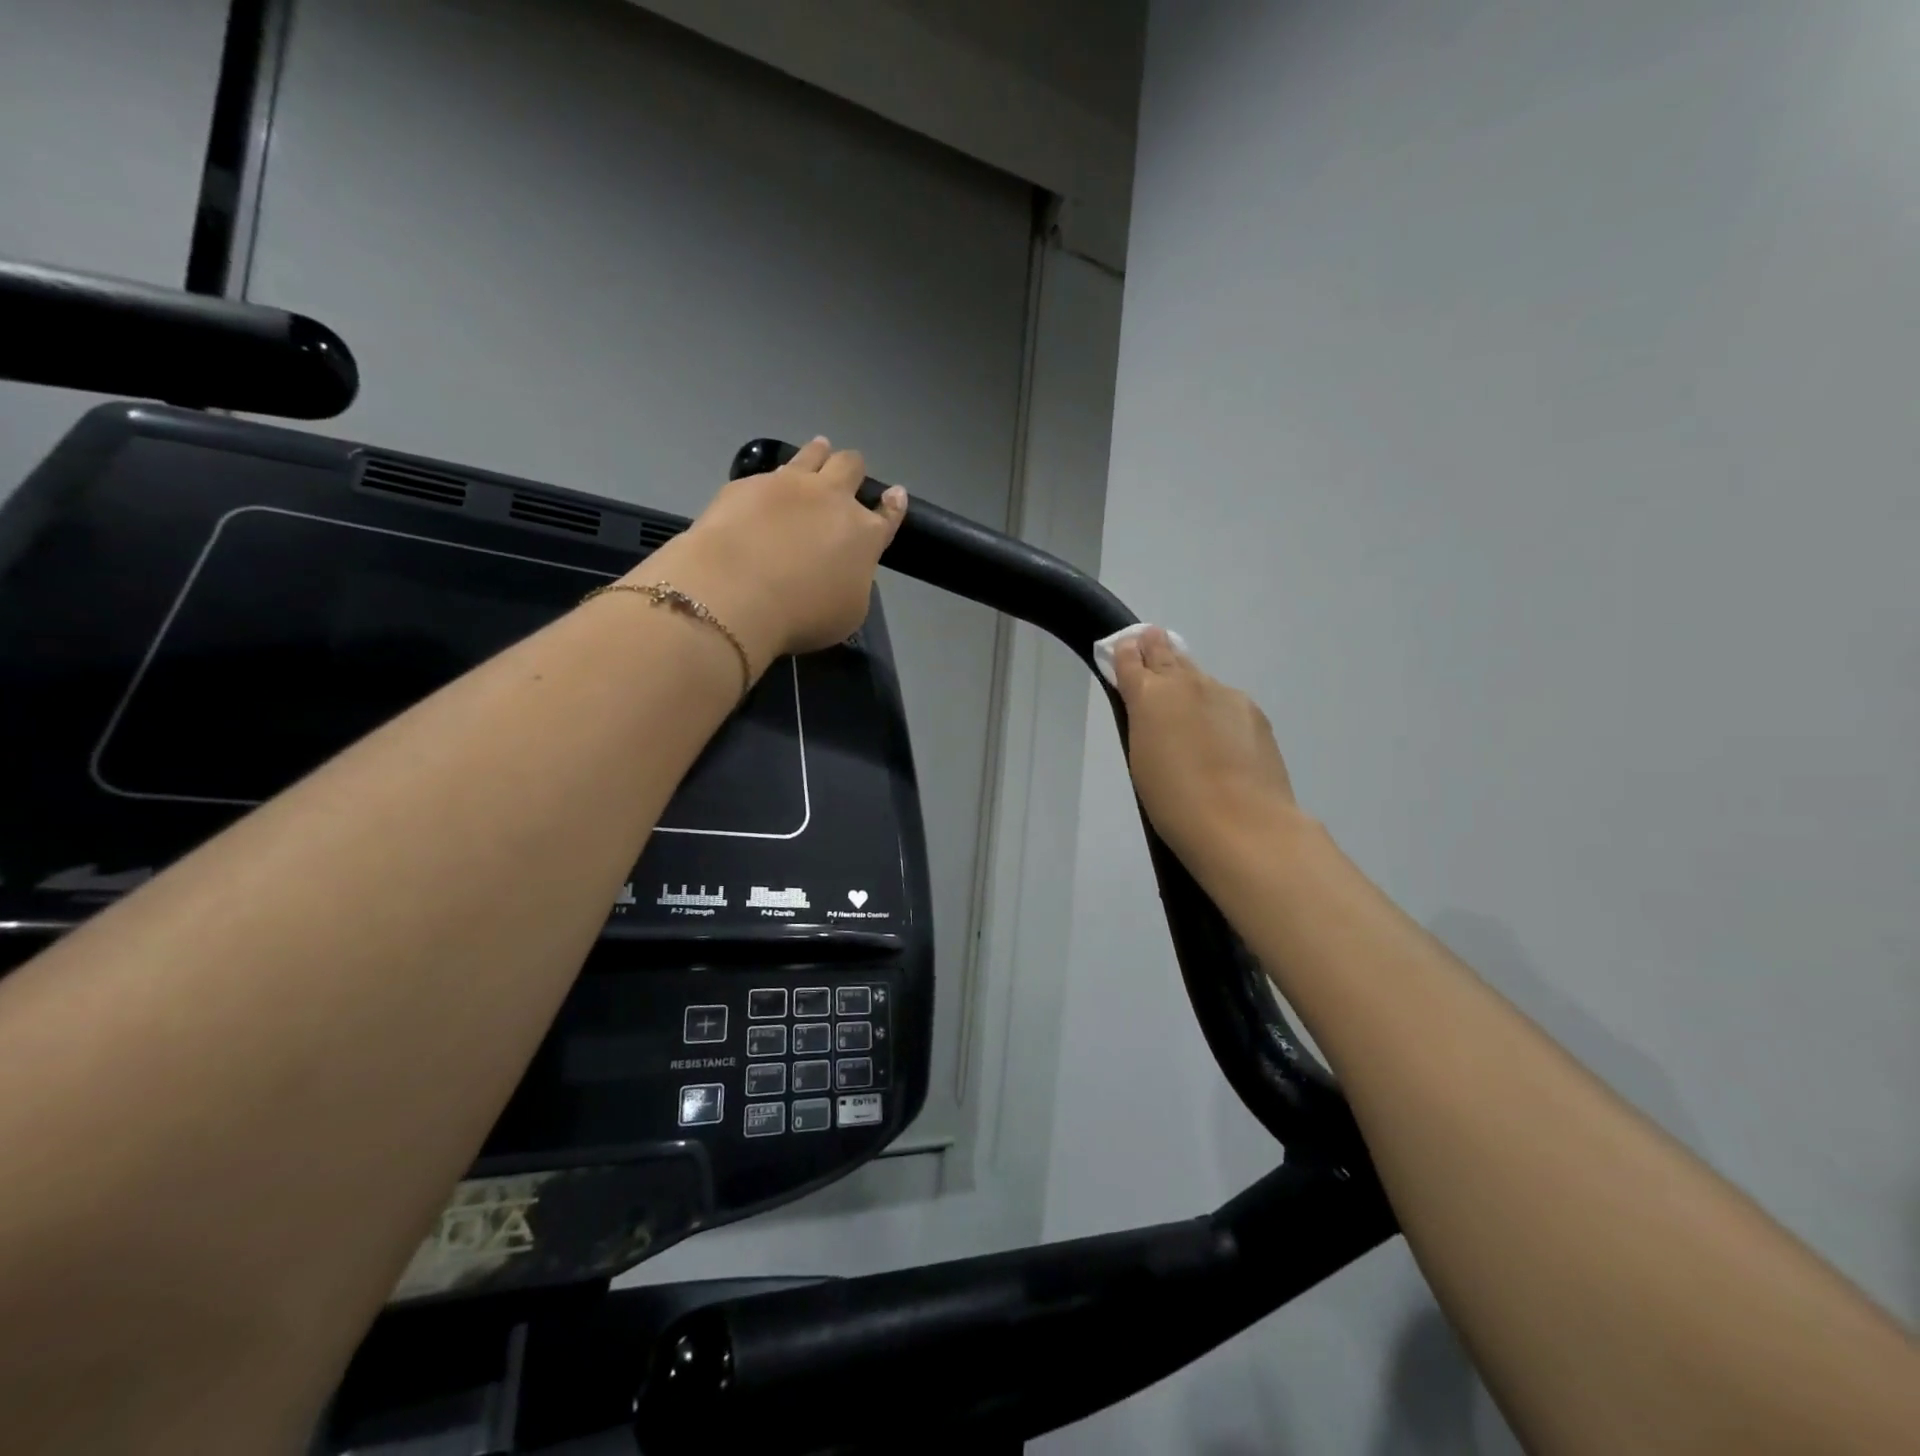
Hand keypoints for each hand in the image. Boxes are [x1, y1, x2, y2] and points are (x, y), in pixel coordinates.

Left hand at [637, 437, 906, 674]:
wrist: (736, 593)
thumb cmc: (803, 615)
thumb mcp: (847, 612)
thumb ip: (852, 581)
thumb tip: (842, 568)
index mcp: (864, 535)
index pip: (887, 514)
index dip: (893, 504)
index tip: (895, 494)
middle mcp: (832, 499)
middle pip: (851, 467)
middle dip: (854, 470)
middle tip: (848, 474)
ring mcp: (788, 485)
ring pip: (812, 454)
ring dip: (819, 453)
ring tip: (819, 449)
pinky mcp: (747, 485)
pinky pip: (767, 474)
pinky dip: (772, 481)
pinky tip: (765, 491)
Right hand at [1112, 627, 1301, 875]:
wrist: (1242, 824)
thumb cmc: (1174, 801)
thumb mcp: (1142, 759)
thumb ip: (1145, 723)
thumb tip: (1152, 707)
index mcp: (1150, 695)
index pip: (1131, 660)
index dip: (1125, 653)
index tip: (1124, 646)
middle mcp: (1188, 684)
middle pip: (1167, 653)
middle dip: (1155, 647)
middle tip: (1150, 640)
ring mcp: (1226, 695)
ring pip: (1200, 678)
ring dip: (1189, 682)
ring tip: (1186, 701)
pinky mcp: (1254, 713)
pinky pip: (1226, 702)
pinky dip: (1216, 709)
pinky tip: (1219, 736)